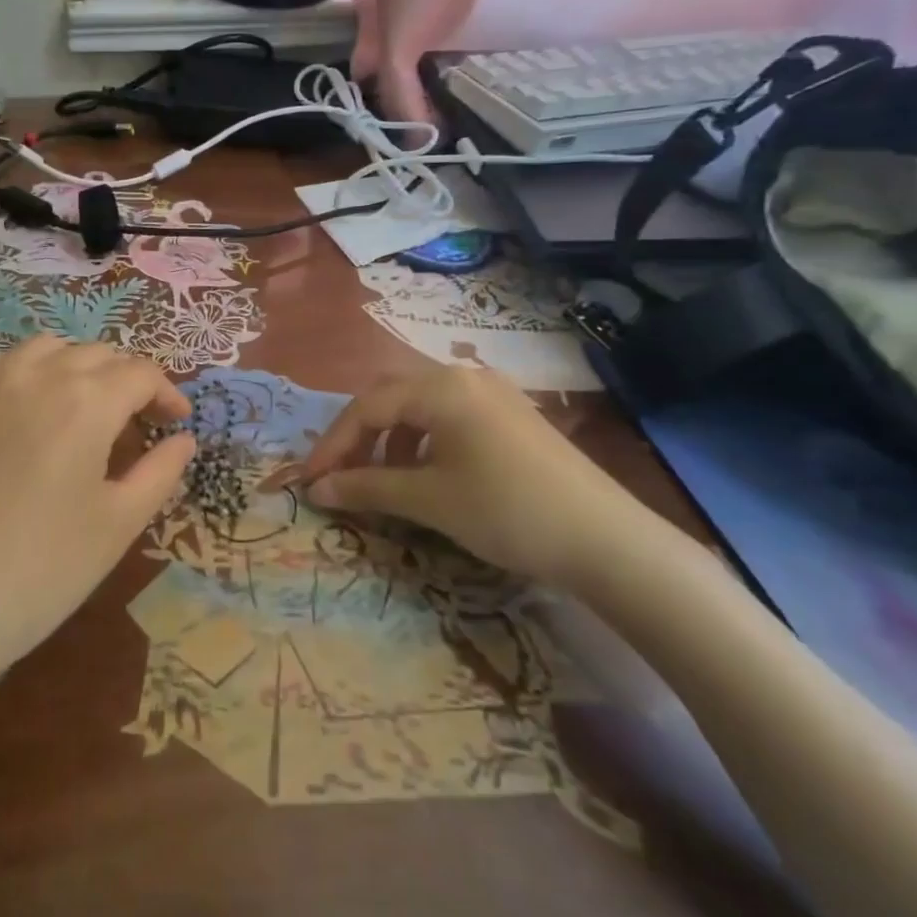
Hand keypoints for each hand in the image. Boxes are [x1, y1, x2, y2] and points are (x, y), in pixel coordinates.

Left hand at [0, 337, 193, 689]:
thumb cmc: (40, 571)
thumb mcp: (118, 526)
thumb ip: (160, 472)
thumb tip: (183, 439)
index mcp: (86, 401)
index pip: (140, 373)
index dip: (166, 394)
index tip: (176, 422)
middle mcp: (36, 375)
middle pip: (96, 354)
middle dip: (126, 379)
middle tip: (136, 420)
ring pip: (44, 348)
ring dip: (75, 366)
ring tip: (82, 405)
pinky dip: (21, 370)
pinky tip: (21, 402)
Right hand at [297, 366, 649, 590]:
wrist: (607, 540)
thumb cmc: (506, 511)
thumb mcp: (429, 500)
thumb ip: (366, 488)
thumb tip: (317, 489)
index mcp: (440, 387)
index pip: (366, 407)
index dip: (332, 445)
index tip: (309, 481)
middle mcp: (463, 376)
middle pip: (390, 398)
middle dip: (358, 437)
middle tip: (338, 476)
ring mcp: (492, 393)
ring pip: (419, 407)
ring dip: (390, 440)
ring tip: (381, 479)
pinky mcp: (511, 415)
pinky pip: (449, 417)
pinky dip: (423, 442)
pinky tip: (426, 474)